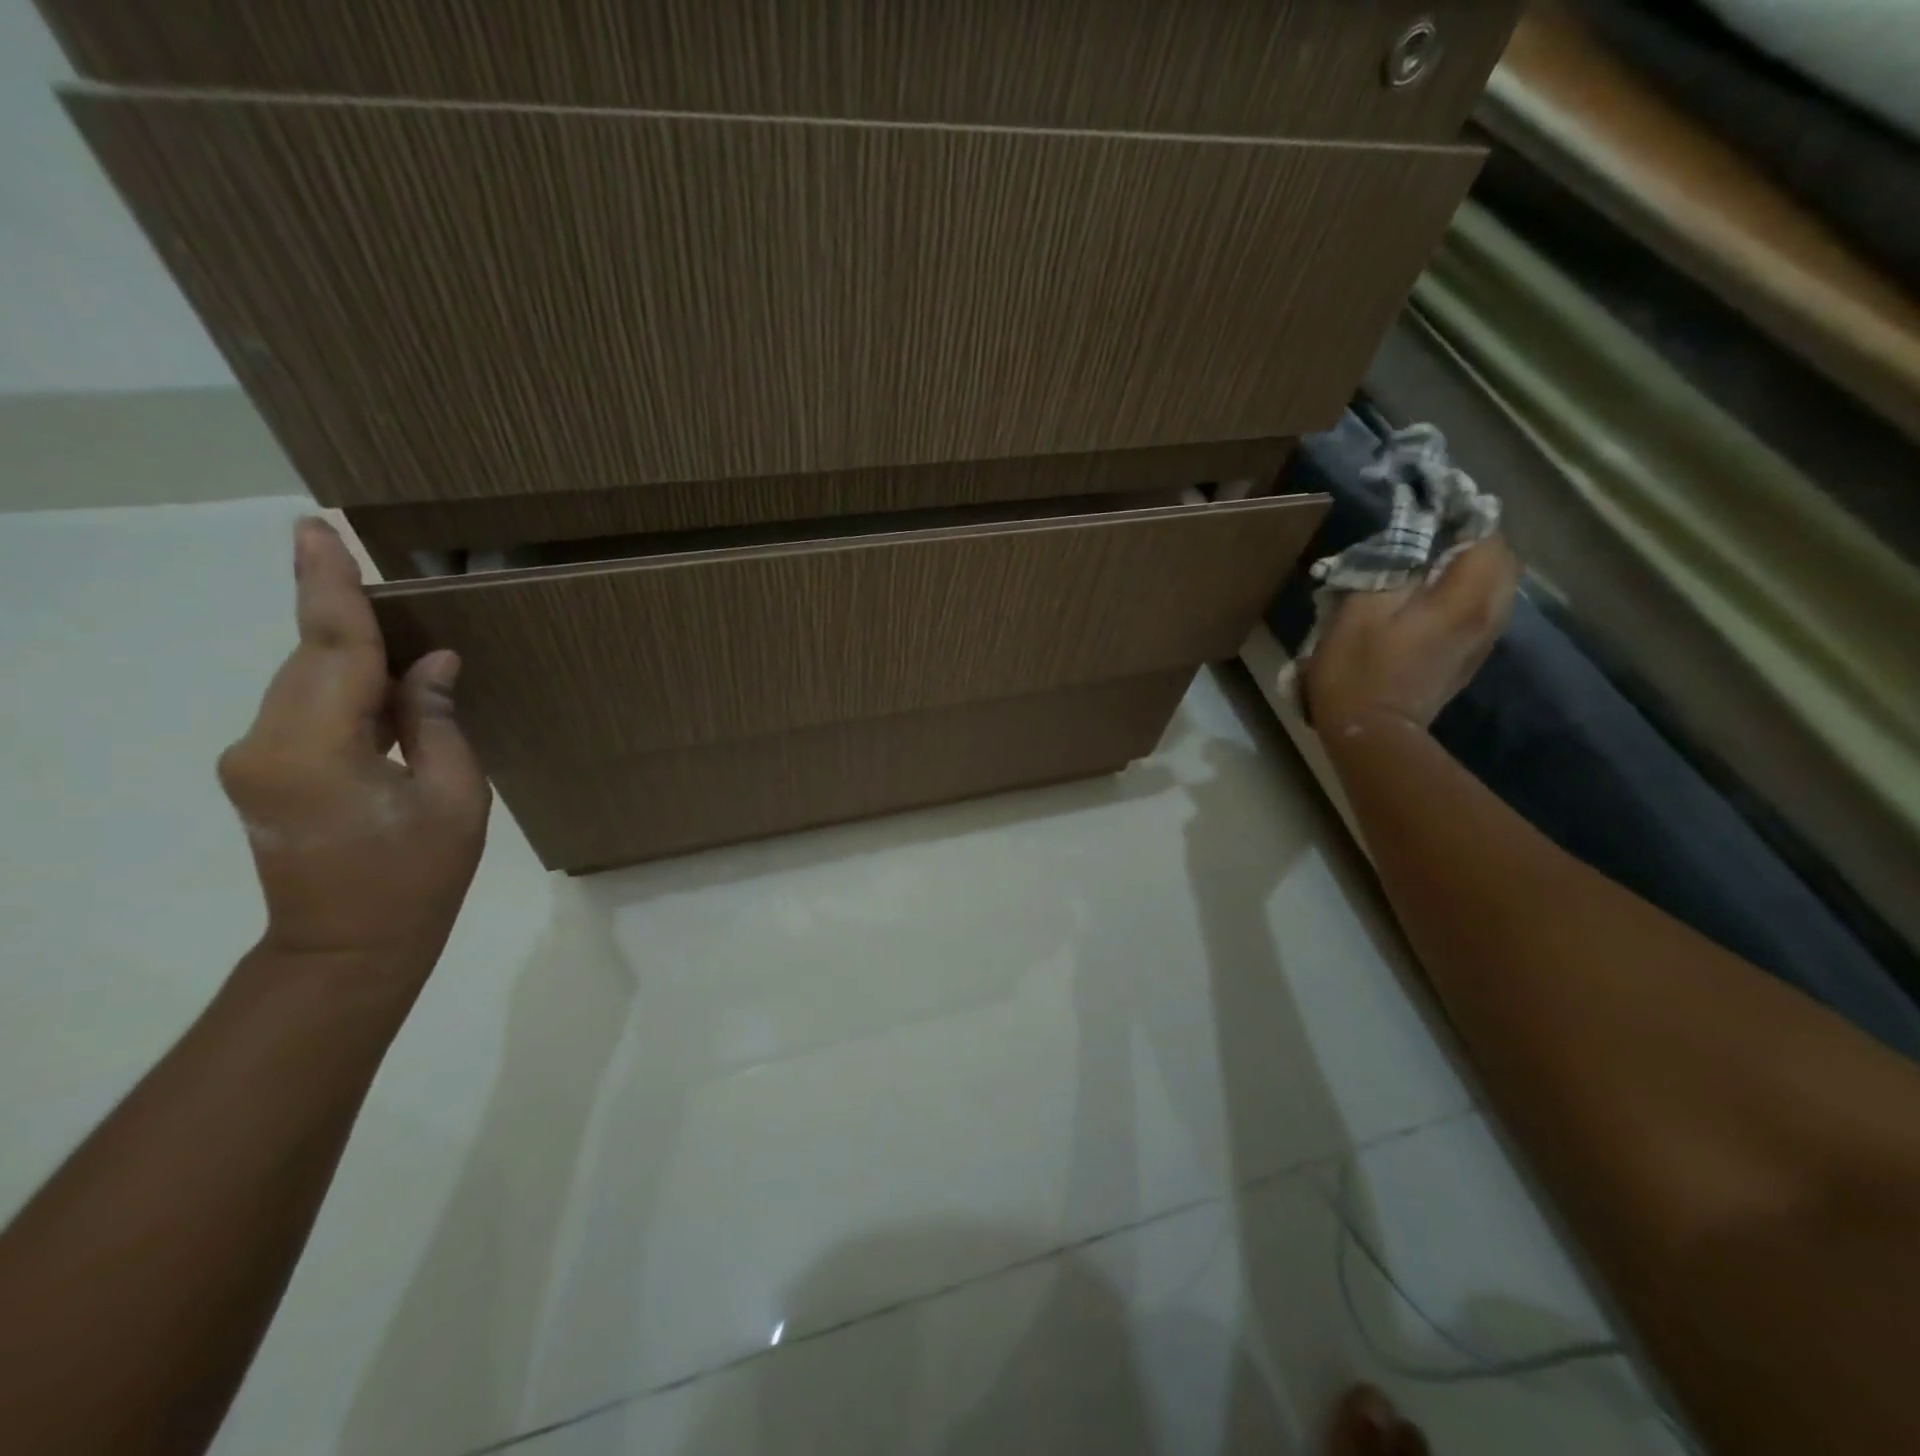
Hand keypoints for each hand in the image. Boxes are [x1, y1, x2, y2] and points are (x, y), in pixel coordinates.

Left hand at [218, 518, 490, 972]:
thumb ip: (435, 721)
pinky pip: (307, 709)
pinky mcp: (262, 771)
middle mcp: (264, 742)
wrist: (348, 948)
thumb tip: (431, 663)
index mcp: (315, 749)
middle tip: (361, 560)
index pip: (329, 649)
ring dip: (351, 656)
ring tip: (394, 635)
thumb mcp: (455, 796)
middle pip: (312, 660)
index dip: (327, 585)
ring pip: (307, 682)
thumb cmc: (417, 875)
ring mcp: (254, 758)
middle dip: (344, 614)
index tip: (315, 528)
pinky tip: (383, 690)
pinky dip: (345, 689)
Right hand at [1304, 536, 1519, 733]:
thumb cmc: (1358, 669)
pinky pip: (1478, 611)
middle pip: (1500, 560)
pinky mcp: (1468, 659)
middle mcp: (1488, 615)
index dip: (1462, 516)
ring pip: (1492, 587)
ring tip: (1426, 565)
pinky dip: (1462, 594)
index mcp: (1464, 598)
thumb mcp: (1360, 608)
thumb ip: (1390, 566)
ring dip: (1466, 568)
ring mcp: (1482, 641)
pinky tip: (1426, 600)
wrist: (1371, 733)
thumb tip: (1410, 539)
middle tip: (1429, 535)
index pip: (1487, 537)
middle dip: (1470, 540)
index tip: (1431, 509)